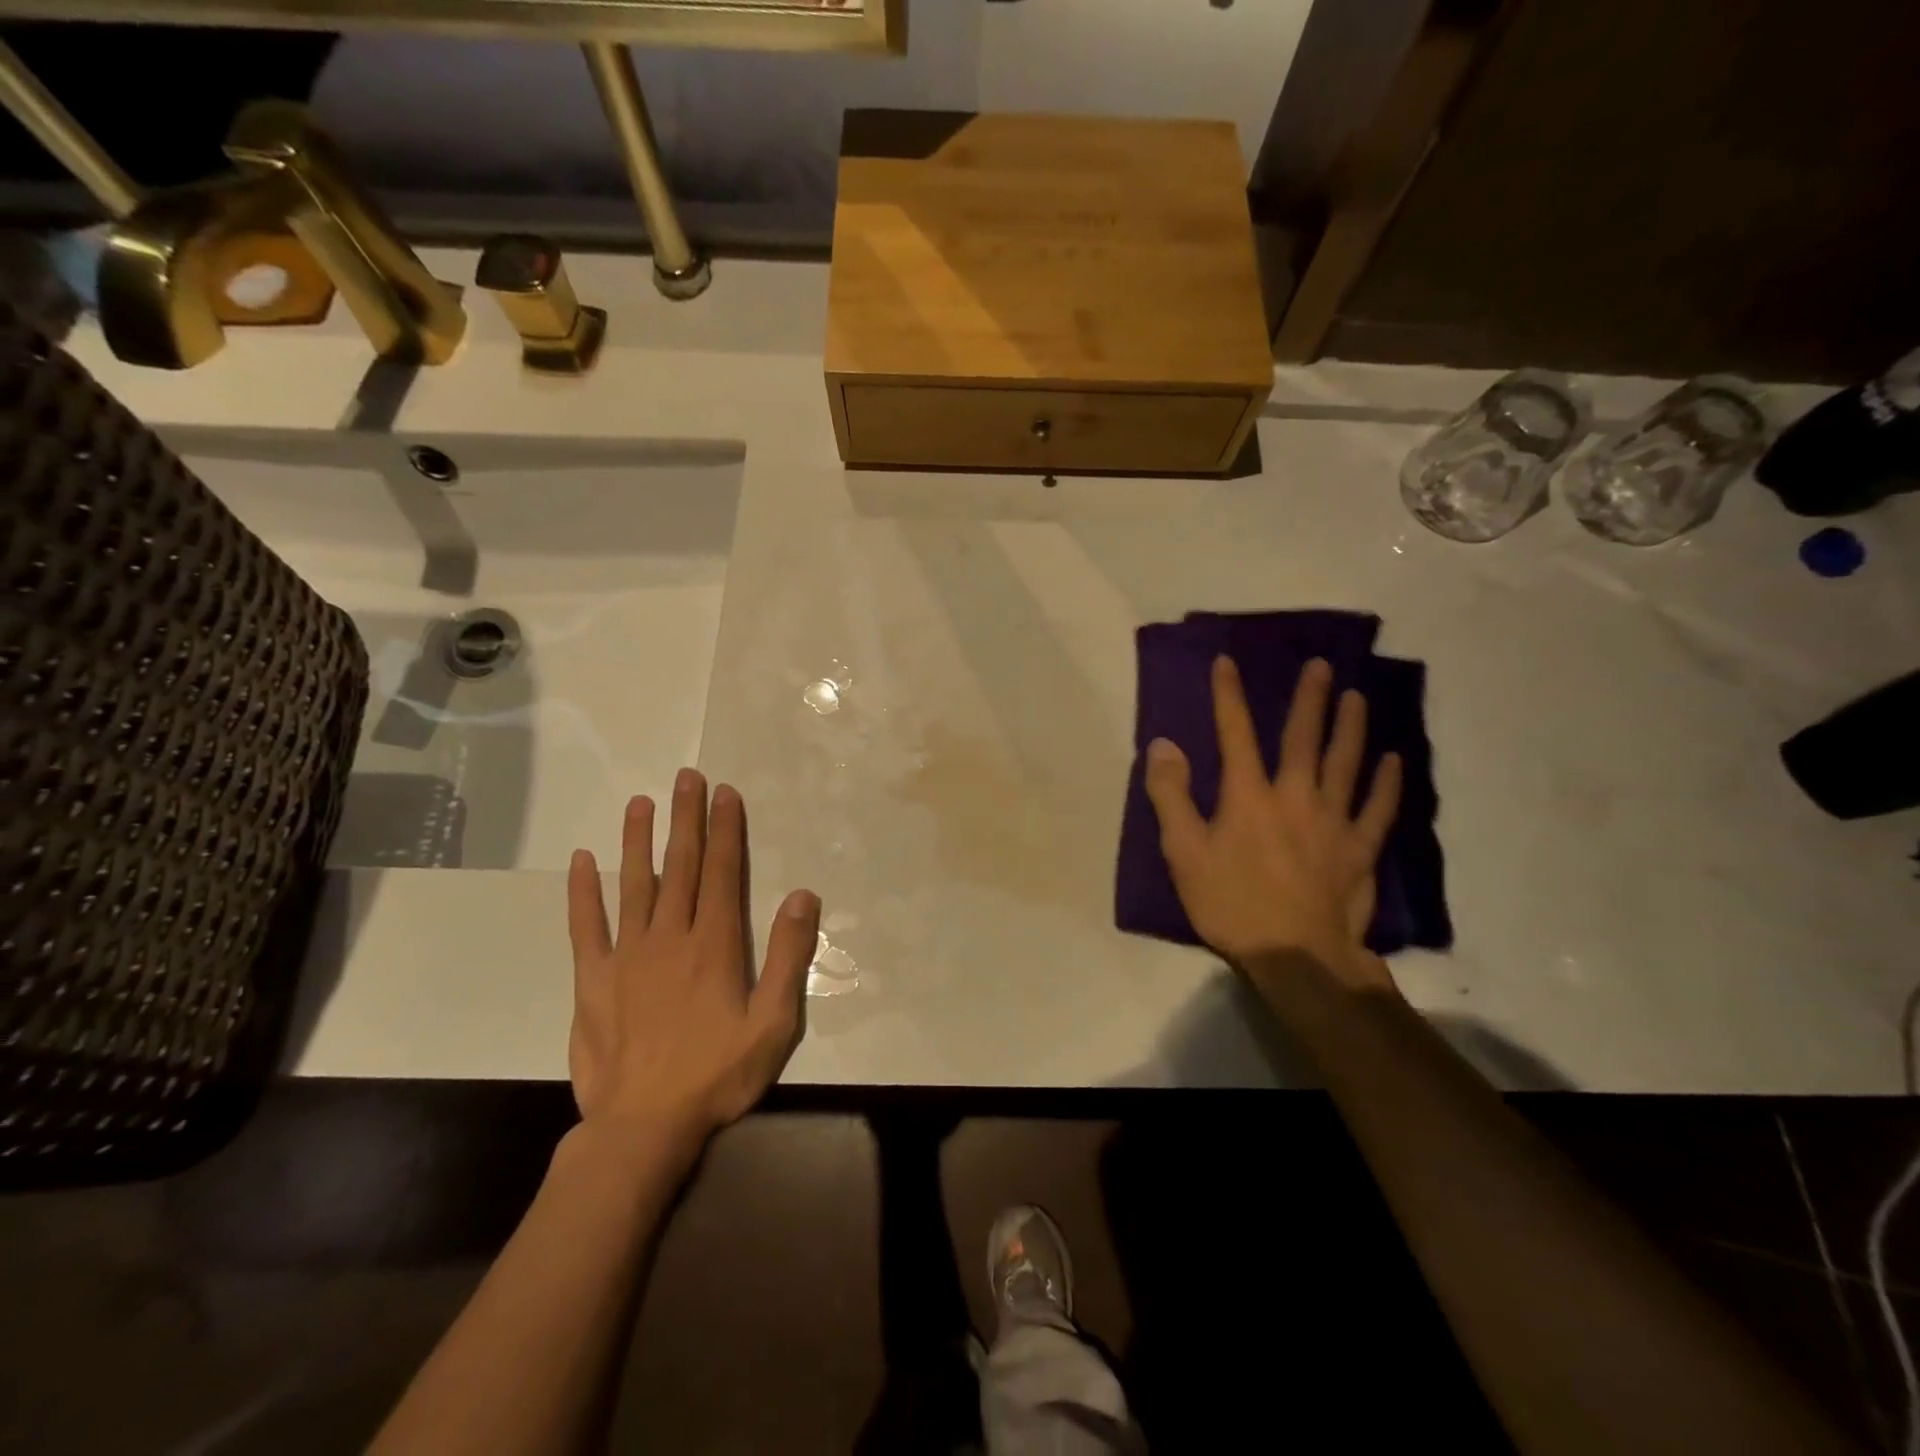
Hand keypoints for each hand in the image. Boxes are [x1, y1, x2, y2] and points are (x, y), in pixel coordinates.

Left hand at [566, 769, 820, 1151]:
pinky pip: (586, 926)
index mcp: (714, 945)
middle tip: (687, 777)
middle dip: (686, 818)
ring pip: (634, 884)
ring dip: (638, 840)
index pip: (721, 872)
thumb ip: (788, 956)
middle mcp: (670, 937)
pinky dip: (583, 892)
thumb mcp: (773, 1023)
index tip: (725, 793)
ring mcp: (626, 955)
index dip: (724, 830)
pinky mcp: (592, 980)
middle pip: (679, 866)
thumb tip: (804, 896)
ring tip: (640, 802)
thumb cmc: (717, 1075)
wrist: (643, 1127)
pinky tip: (581, 861)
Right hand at [1143, 656, 1401, 990]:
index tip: (1227, 662)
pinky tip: (1393, 761)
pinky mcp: (1360, 849)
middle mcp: (1295, 796)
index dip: (1229, 695)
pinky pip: (1377, 808)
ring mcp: (1333, 821)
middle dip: (1309, 698)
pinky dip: (1386, 783)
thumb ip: (1171, 796)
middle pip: (1303, 738)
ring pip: (1346, 763)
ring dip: (1351, 726)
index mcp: (1248, 796)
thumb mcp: (1183, 852)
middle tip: (1320, 665)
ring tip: (1356, 696)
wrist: (1295, 956)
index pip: (1235, 733)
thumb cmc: (1231, 903)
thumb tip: (1163, 745)